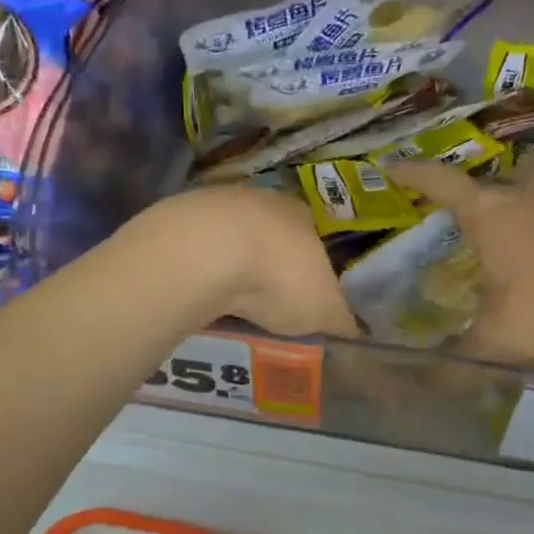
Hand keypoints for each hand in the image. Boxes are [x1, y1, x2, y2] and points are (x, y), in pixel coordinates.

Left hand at [144, 186, 359, 339]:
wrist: (205, 254)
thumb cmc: (278, 278)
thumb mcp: (324, 310)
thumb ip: (342, 321)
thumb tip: (356, 334)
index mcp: (303, 214)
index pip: (313, 239)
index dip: (311, 269)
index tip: (303, 298)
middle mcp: (263, 199)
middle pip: (270, 236)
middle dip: (268, 268)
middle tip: (265, 306)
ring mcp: (216, 202)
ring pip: (229, 239)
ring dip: (230, 266)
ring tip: (227, 305)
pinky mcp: (177, 215)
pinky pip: (195, 247)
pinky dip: (199, 268)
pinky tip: (197, 292)